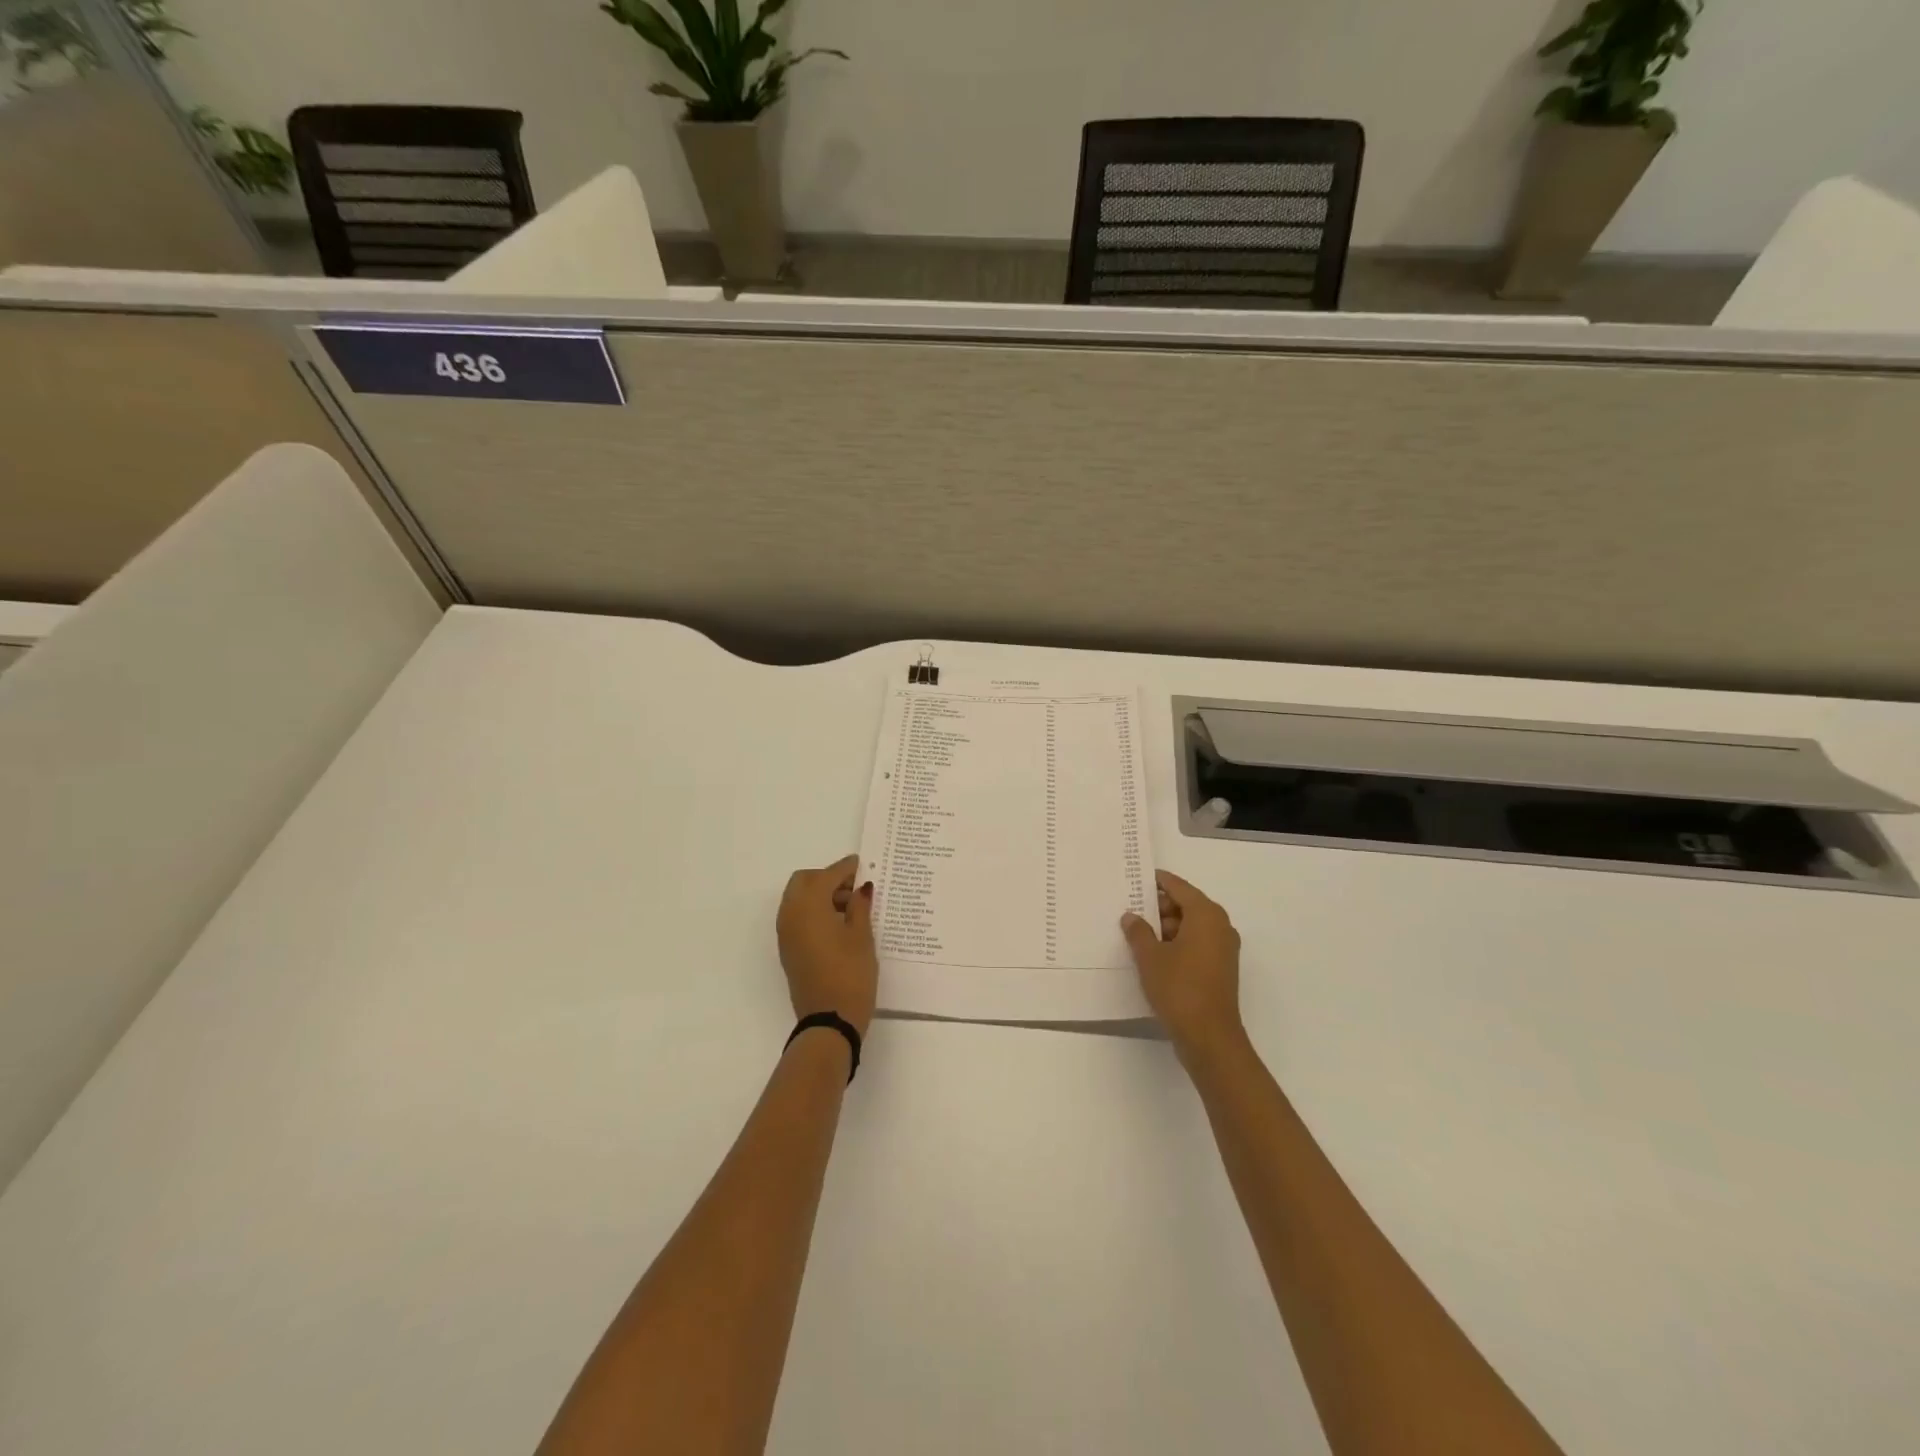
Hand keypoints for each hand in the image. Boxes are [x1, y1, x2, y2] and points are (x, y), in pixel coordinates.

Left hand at [777, 854, 878, 1038]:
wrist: (829, 1021)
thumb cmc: (850, 974)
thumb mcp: (862, 936)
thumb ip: (860, 906)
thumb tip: (861, 888)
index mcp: (809, 906)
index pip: (826, 875)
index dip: (845, 868)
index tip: (861, 865)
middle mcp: (791, 915)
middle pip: (804, 881)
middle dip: (827, 878)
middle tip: (854, 888)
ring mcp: (786, 934)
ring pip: (798, 899)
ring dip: (820, 895)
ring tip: (850, 908)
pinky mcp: (788, 950)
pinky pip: (797, 917)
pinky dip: (814, 911)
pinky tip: (838, 924)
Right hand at [1121, 871, 1243, 1058]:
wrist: (1209, 1037)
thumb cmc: (1179, 988)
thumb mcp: (1150, 957)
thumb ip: (1138, 932)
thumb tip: (1131, 917)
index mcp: (1206, 915)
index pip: (1179, 887)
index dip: (1158, 882)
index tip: (1138, 878)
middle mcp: (1220, 927)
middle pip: (1187, 906)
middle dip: (1160, 908)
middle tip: (1131, 911)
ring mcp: (1224, 949)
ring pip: (1191, 927)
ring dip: (1167, 928)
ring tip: (1138, 936)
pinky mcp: (1221, 969)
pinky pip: (1197, 944)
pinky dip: (1177, 944)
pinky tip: (1154, 955)